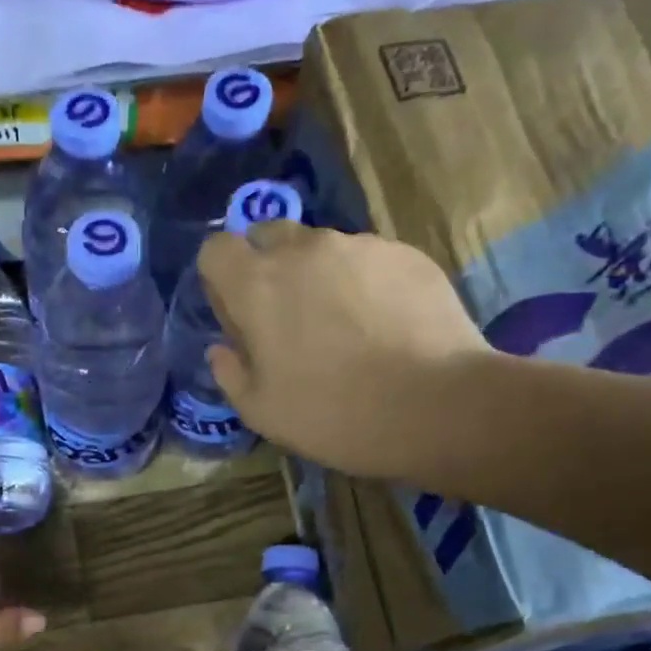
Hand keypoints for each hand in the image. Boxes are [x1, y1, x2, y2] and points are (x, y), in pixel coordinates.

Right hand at [198, 222, 501, 480]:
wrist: (435, 405)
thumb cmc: (332, 414)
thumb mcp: (260, 411)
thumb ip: (230, 372)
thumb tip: (222, 350)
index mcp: (256, 285)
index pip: (215, 248)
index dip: (219, 277)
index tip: (236, 312)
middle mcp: (303, 250)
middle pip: (267, 236)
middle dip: (266, 267)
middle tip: (286, 317)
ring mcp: (359, 245)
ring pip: (320, 248)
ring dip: (316, 276)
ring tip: (344, 326)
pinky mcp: (405, 253)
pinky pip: (367, 259)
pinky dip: (362, 283)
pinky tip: (382, 326)